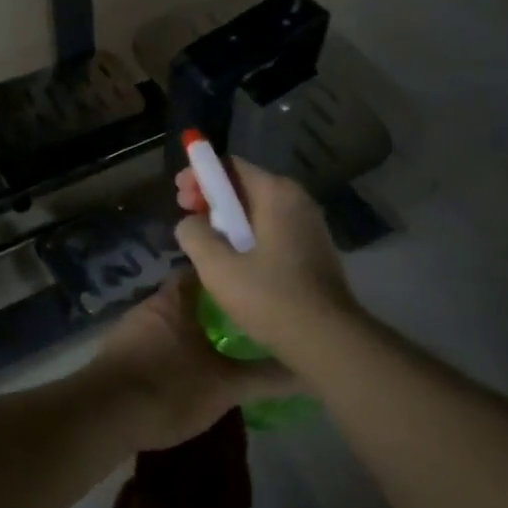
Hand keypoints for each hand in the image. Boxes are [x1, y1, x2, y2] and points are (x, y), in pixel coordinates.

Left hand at [85, 273, 295, 451]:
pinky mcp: (118, 355)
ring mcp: (130, 329)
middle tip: (245, 325)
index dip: (228, 276)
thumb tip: (309, 371)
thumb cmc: (167, 388)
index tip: (253, 288)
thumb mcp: (224, 386)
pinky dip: (171, 352)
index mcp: (175, 299)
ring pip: (169, 322)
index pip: (204, 271)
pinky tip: (188, 374)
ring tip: (222, 351)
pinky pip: (153, 344)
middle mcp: (150, 306)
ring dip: (191, 332)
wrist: (102, 415)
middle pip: (187, 297)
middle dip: (213, 309)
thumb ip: (265, 377)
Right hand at [174, 157, 357, 357]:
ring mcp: (310, 226)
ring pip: (258, 210)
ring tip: (205, 241)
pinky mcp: (313, 251)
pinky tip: (233, 260)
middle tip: (186, 216)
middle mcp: (298, 201)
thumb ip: (194, 234)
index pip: (231, 166)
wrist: (329, 342)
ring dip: (228, 219)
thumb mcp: (218, 267)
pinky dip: (248, 235)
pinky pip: (272, 230)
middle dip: (211, 198)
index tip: (179, 195)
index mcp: (277, 194)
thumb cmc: (271, 298)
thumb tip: (190, 222)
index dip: (200, 175)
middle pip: (245, 186)